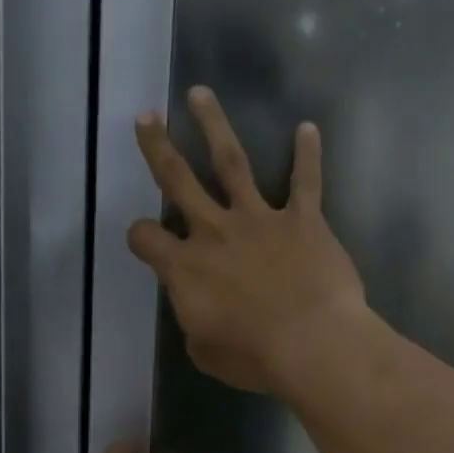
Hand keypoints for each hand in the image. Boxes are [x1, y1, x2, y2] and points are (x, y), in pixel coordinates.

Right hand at [128, 87, 367, 395]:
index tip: (145, 238)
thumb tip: (202, 314)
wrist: (312, 345)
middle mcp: (216, 232)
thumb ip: (197, 324)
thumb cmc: (255, 357)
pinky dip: (308, 155)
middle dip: (158, 147)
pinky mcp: (303, 221)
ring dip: (214, 126)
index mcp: (186, 268)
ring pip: (231, 162)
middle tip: (146, 117)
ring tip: (200, 95)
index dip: (141, 236)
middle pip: (178, 180)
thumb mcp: (207, 353)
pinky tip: (309, 129)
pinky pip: (305, 182)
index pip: (147, 239)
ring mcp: (259, 220)